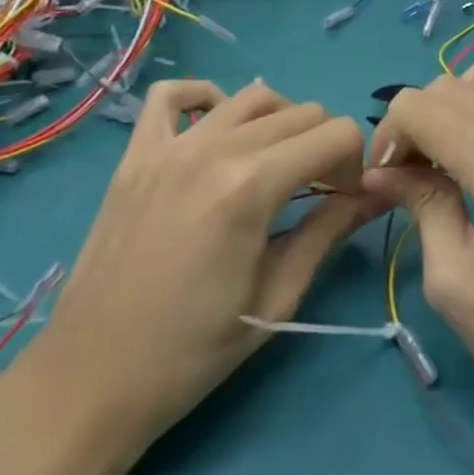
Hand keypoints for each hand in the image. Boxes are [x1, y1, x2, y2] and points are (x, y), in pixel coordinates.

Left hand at [28, 79, 380, 450]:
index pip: (336, 134)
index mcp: (251, 186)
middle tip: (317, 193)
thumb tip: (381, 193)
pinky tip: (217, 127)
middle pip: (302, 112)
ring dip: (281, 122)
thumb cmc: (193, 352)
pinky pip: (172, 95)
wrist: (92, 380)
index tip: (343, 203)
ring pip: (252, 96)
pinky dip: (206, 97)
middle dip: (325, 147)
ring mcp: (169, 145)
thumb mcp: (277, 297)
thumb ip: (330, 231)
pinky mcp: (135, 154)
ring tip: (276, 165)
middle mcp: (214, 148)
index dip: (354, 166)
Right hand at [362, 55, 473, 426]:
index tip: (385, 177)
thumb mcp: (455, 283)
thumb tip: (381, 170)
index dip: (390, 135)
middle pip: (453, 85)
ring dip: (458, 102)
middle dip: (418, 120)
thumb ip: (421, 206)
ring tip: (450, 152)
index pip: (424, 109)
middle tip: (410, 171)